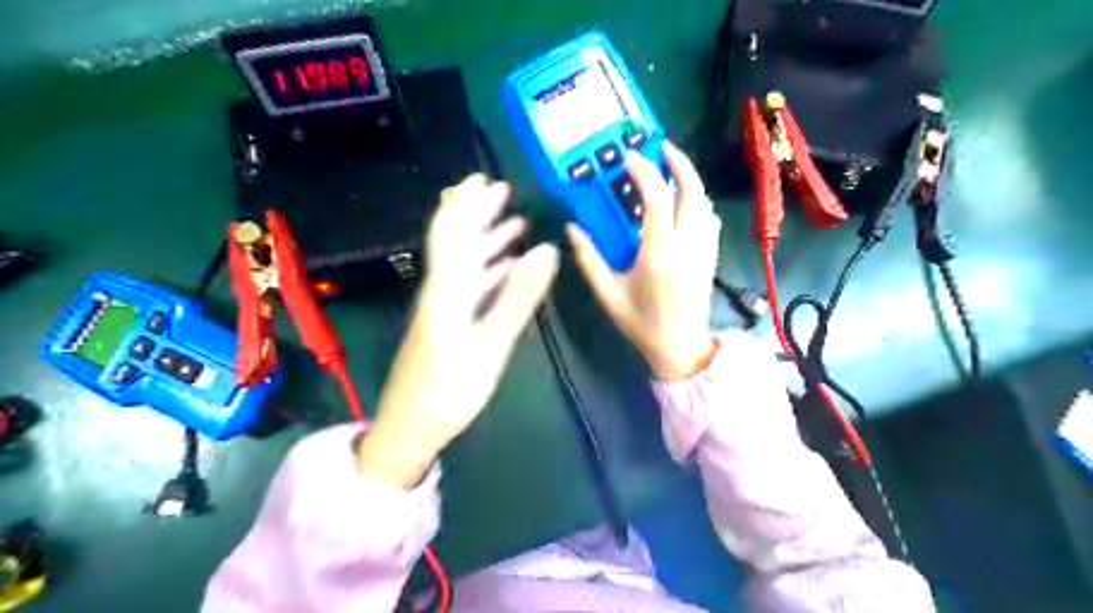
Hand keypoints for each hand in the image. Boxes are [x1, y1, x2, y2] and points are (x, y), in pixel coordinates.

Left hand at [361, 175, 559, 485]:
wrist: (410, 427)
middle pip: (458, 241)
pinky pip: (469, 288)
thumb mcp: (491, 343)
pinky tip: (506, 271)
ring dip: (488, 242)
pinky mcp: (446, 325)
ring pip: (466, 264)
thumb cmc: (450, 388)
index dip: (466, 201)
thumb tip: (547, 249)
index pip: (451, 231)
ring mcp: (443, 309)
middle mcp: (441, 290)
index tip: (484, 178)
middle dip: (480, 214)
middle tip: (506, 193)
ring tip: (516, 226)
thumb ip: (518, 296)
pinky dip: (489, 273)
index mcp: (448, 288)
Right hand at [567, 140, 724, 381]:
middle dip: (679, 162)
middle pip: (693, 190)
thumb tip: (572, 229)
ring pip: (705, 201)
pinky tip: (683, 202)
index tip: (628, 157)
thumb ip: (589, 260)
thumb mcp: (609, 295)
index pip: (656, 199)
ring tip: (669, 169)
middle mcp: (687, 245)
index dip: (644, 171)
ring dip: (690, 179)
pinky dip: (697, 200)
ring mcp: (704, 249)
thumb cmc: (642, 324)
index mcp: (659, 254)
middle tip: (660, 147)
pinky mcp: (711, 256)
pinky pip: (709, 218)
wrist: (682, 349)